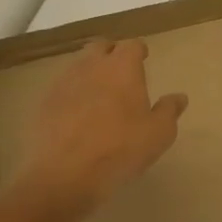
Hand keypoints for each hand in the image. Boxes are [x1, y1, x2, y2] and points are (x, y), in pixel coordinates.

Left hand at [19, 39, 186, 210]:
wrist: (63, 176)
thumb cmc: (120, 150)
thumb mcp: (159, 134)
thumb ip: (169, 111)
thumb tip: (179, 97)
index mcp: (122, 68)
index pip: (132, 46)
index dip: (138, 51)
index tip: (143, 60)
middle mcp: (91, 67)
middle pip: (100, 47)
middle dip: (111, 54)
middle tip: (120, 73)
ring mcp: (63, 84)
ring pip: (78, 66)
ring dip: (89, 73)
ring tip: (98, 94)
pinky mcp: (42, 104)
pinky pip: (61, 89)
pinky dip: (70, 95)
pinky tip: (75, 115)